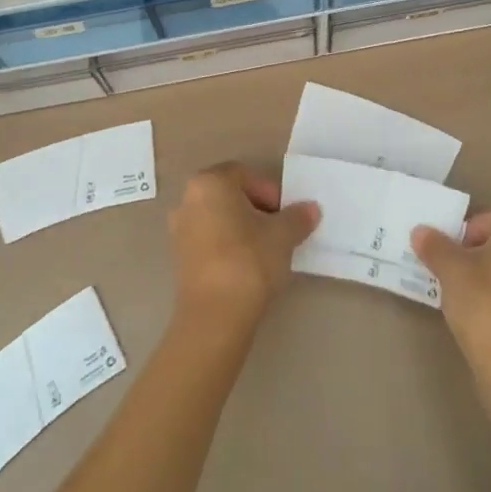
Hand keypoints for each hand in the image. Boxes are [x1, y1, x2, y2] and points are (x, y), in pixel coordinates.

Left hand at [169, 162, 320, 331]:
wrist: (214, 316)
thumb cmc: (249, 261)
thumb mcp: (283, 236)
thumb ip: (297, 217)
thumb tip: (311, 209)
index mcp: (210, 183)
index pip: (245, 175)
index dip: (270, 192)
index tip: (286, 215)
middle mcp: (188, 199)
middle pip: (230, 195)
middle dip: (257, 209)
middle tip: (279, 230)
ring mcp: (179, 230)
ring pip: (219, 218)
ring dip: (242, 228)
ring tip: (266, 251)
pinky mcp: (179, 258)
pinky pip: (209, 240)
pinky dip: (228, 246)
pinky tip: (247, 267)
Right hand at [412, 205, 490, 389]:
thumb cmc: (487, 305)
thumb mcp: (451, 270)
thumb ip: (435, 245)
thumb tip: (421, 232)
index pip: (490, 215)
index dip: (465, 232)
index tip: (451, 256)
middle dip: (477, 250)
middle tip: (454, 271)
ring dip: (490, 271)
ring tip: (466, 293)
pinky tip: (485, 312)